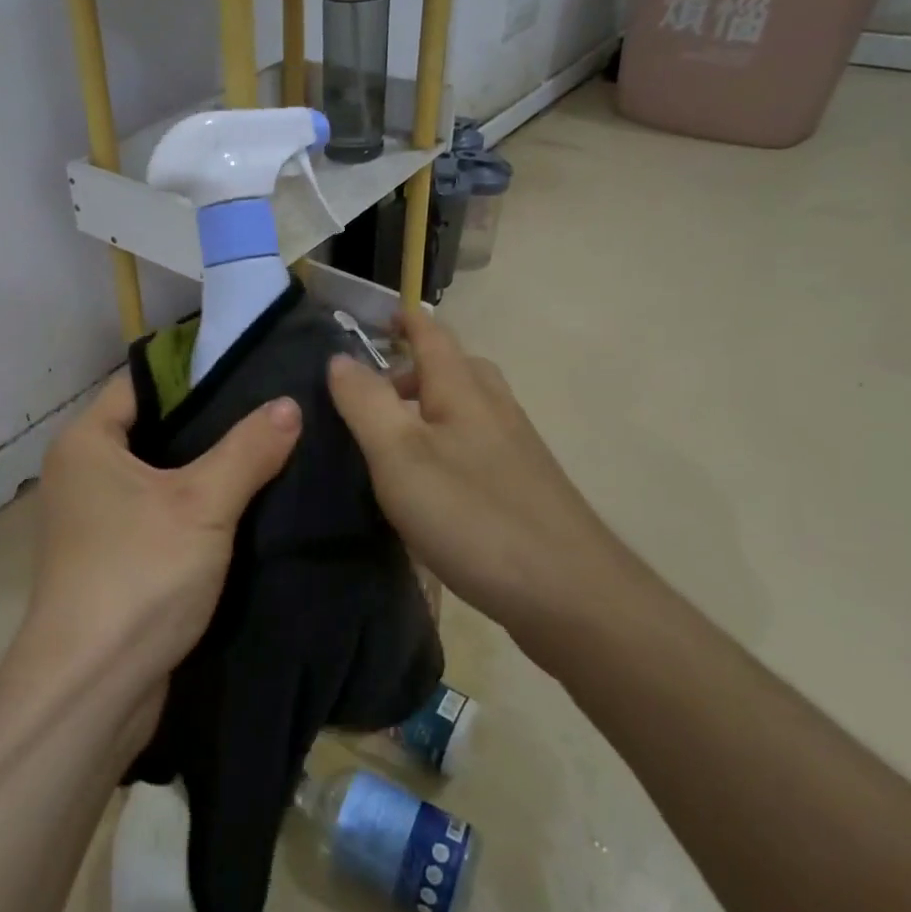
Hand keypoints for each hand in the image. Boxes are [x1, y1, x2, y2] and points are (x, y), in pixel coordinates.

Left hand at [20, 373, 300, 694]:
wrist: (91, 690)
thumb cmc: (139, 575)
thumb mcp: (203, 505)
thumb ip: (247, 450)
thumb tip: (288, 405)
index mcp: (86, 442)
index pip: (141, 383)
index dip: (192, 375)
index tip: (249, 372)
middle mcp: (80, 473)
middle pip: (152, 428)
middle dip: (207, 424)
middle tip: (269, 413)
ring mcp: (93, 520)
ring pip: (157, 476)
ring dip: (204, 471)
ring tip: (267, 452)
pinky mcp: (112, 559)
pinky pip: (156, 515)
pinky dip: (192, 509)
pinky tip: (242, 508)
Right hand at [326, 309, 627, 659]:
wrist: (570, 595)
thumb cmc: (473, 516)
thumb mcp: (400, 455)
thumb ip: (366, 403)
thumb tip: (340, 357)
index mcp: (463, 392)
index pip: (433, 336)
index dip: (405, 320)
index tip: (378, 316)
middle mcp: (495, 410)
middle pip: (457, 369)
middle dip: (415, 367)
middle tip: (374, 391)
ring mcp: (516, 451)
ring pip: (469, 409)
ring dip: (431, 407)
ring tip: (394, 438)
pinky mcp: (525, 489)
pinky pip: (478, 445)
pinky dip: (448, 444)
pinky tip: (431, 484)